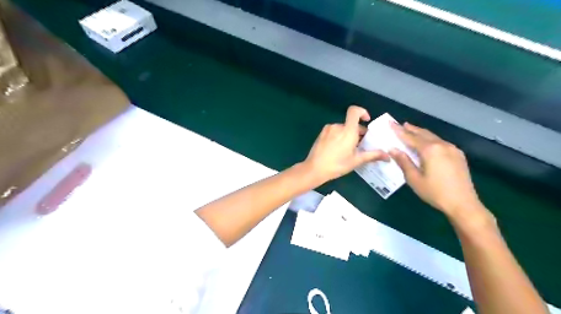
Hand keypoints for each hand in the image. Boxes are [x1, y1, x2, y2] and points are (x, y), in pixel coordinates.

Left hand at [303, 105, 391, 183]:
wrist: (314, 169)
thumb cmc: (337, 165)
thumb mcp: (356, 160)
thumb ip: (372, 155)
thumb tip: (388, 156)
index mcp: (347, 130)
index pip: (354, 111)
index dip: (362, 112)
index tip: (367, 120)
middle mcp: (337, 126)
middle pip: (351, 123)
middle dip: (358, 132)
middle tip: (360, 146)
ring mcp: (328, 129)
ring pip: (342, 128)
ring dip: (348, 135)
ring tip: (349, 150)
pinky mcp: (321, 134)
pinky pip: (334, 131)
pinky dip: (339, 136)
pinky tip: (338, 149)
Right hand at [391, 122, 486, 218]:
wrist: (463, 204)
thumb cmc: (435, 192)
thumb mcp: (414, 178)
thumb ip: (403, 162)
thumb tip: (393, 149)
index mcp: (430, 150)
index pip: (410, 137)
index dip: (399, 131)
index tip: (390, 123)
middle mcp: (442, 145)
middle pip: (423, 134)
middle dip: (411, 129)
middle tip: (400, 125)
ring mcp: (452, 149)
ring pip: (433, 137)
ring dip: (421, 133)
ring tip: (411, 130)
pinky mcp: (458, 155)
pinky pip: (441, 142)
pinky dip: (430, 139)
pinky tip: (427, 142)